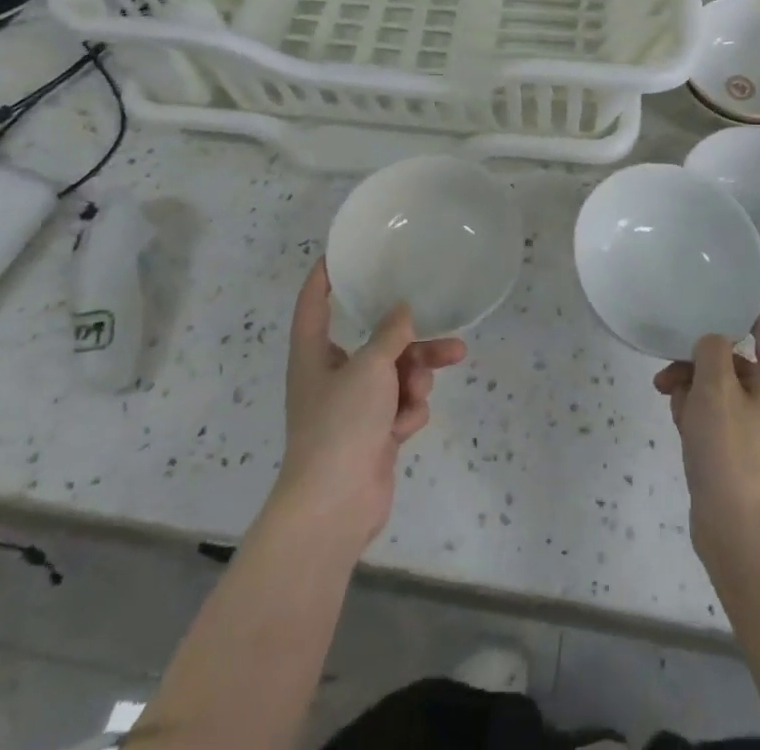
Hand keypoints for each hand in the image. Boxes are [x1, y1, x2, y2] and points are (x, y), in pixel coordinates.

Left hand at [274, 261, 465, 554]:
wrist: (335, 505)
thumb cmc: (341, 423)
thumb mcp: (369, 366)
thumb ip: (390, 334)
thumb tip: (402, 311)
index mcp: (314, 354)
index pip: (313, 304)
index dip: (324, 277)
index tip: (339, 254)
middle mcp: (332, 375)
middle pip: (376, 342)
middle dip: (411, 342)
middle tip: (445, 335)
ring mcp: (355, 407)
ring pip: (397, 374)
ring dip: (415, 378)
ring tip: (423, 388)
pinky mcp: (374, 433)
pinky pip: (401, 406)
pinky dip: (407, 413)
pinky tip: (404, 428)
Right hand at [653, 311, 759, 567]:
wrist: (742, 538)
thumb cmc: (731, 452)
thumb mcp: (715, 387)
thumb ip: (712, 350)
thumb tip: (713, 344)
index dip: (739, 311)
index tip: (704, 307)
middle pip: (736, 361)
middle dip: (699, 362)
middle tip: (668, 374)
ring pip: (724, 391)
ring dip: (694, 390)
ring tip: (672, 405)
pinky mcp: (748, 457)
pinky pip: (723, 421)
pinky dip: (701, 418)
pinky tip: (681, 430)